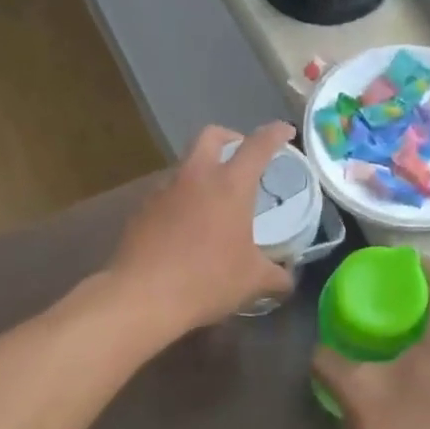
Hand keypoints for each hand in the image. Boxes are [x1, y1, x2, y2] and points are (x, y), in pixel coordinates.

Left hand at [108, 122, 298, 339]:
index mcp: (230, 185)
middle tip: (242, 154)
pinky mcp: (141, 210)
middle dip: (230, 137)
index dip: (275, 134)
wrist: (142, 296)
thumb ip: (276, 276)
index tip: (285, 131)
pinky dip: (181, 200)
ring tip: (213, 200)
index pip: (258, 146)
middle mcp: (195, 177)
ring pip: (185, 165)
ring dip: (202, 171)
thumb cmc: (207, 280)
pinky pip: (167, 194)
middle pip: (211, 136)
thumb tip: (288, 280)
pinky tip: (186, 227)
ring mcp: (163, 191)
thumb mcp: (252, 281)